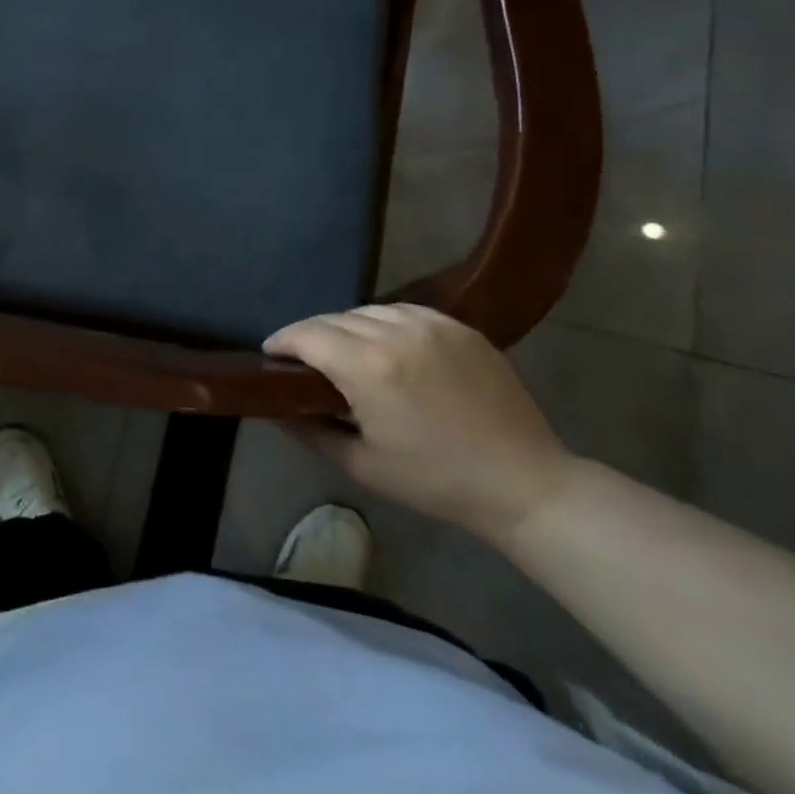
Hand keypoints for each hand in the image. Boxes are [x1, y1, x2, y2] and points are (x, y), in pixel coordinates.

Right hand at [265, 304, 573, 541]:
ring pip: (367, 310)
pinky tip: (385, 344)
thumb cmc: (435, 481)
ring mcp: (432, 325)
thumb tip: (275, 409)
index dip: (281, 341)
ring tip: (344, 351)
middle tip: (302, 360)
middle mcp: (396, 333)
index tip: (270, 355)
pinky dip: (383, 322)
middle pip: (333, 319)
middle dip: (310, 335)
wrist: (523, 483)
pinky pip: (404, 311)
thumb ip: (311, 431)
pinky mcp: (459, 326)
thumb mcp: (362, 464)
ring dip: (346, 326)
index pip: (307, 335)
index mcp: (369, 367)